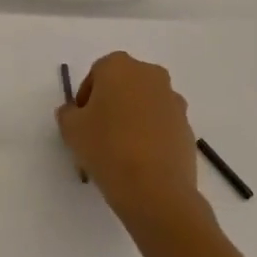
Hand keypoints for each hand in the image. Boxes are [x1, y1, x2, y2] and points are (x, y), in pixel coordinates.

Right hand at [57, 53, 205, 228]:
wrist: (156, 190)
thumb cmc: (107, 148)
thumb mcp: (71, 129)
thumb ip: (68, 113)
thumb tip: (74, 112)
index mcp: (119, 65)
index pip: (96, 74)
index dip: (85, 99)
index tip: (81, 124)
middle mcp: (150, 74)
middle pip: (123, 86)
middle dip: (111, 105)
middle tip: (98, 135)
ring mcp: (173, 101)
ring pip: (144, 105)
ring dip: (133, 120)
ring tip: (120, 153)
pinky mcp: (188, 128)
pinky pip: (162, 126)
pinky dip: (151, 137)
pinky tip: (140, 163)